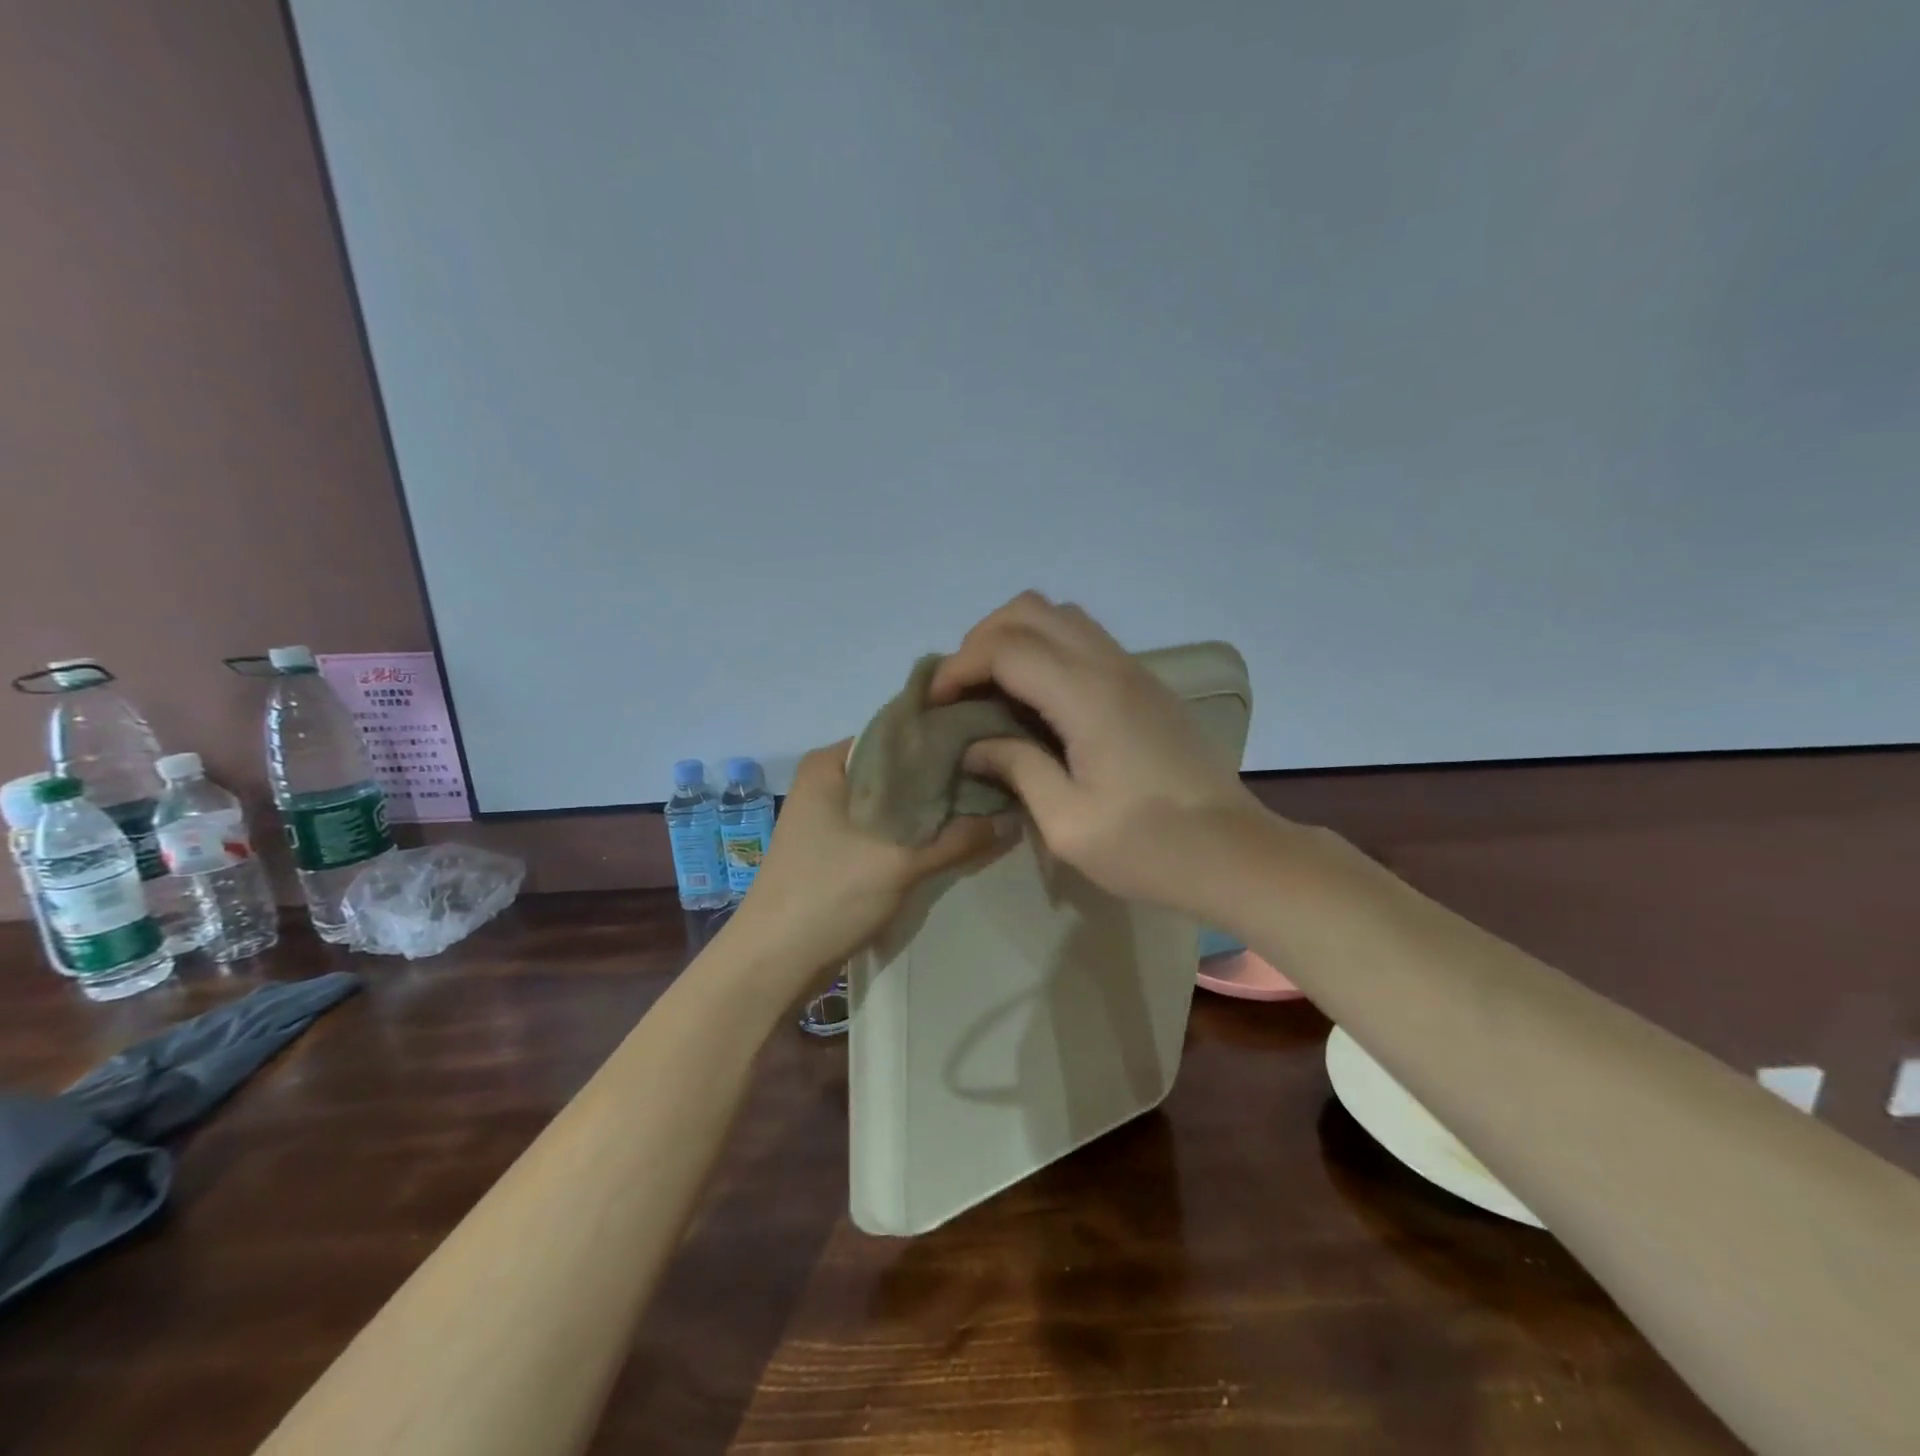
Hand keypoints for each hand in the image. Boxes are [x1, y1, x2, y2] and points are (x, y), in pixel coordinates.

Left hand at [727, 740, 1012, 985]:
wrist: (773, 962)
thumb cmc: (828, 895)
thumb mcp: (899, 863)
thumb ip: (957, 839)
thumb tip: (1012, 819)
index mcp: (830, 763)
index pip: (898, 733)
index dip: (943, 740)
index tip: (988, 747)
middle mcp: (827, 781)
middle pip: (897, 769)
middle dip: (942, 780)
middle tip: (995, 781)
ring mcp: (829, 816)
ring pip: (892, 802)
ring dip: (930, 811)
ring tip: (983, 808)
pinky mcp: (836, 847)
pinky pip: (883, 828)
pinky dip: (913, 834)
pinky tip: (951, 839)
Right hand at [930, 592, 1266, 913]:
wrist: (1237, 853)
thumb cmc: (1150, 848)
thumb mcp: (1068, 823)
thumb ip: (1017, 769)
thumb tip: (975, 745)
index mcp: (1088, 697)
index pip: (1006, 648)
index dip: (959, 667)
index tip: (936, 706)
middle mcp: (1110, 666)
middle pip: (1030, 610)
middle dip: (981, 640)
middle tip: (961, 691)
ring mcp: (1133, 670)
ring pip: (1060, 616)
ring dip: (1015, 638)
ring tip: (992, 689)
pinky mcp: (1144, 684)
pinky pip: (1083, 638)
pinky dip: (1045, 649)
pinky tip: (1035, 699)